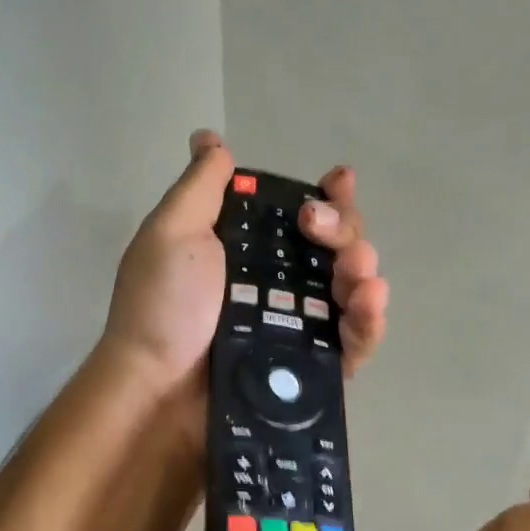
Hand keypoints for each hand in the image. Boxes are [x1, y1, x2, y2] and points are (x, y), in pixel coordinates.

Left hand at [102, 130, 389, 394]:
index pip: (300, 217)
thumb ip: (200, 187)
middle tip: (319, 229)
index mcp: (248, 252)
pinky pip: (355, 342)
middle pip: (335, 248)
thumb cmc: (163, 308)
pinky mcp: (313, 370)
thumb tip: (209, 138)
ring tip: (356, 270)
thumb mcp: (172, 233)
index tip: (338, 181)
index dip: (327, 196)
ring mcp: (298, 329)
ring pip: (352, 291)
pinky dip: (371, 320)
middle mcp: (278, 286)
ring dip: (364, 269)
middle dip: (344, 229)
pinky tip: (369, 300)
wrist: (158, 392)